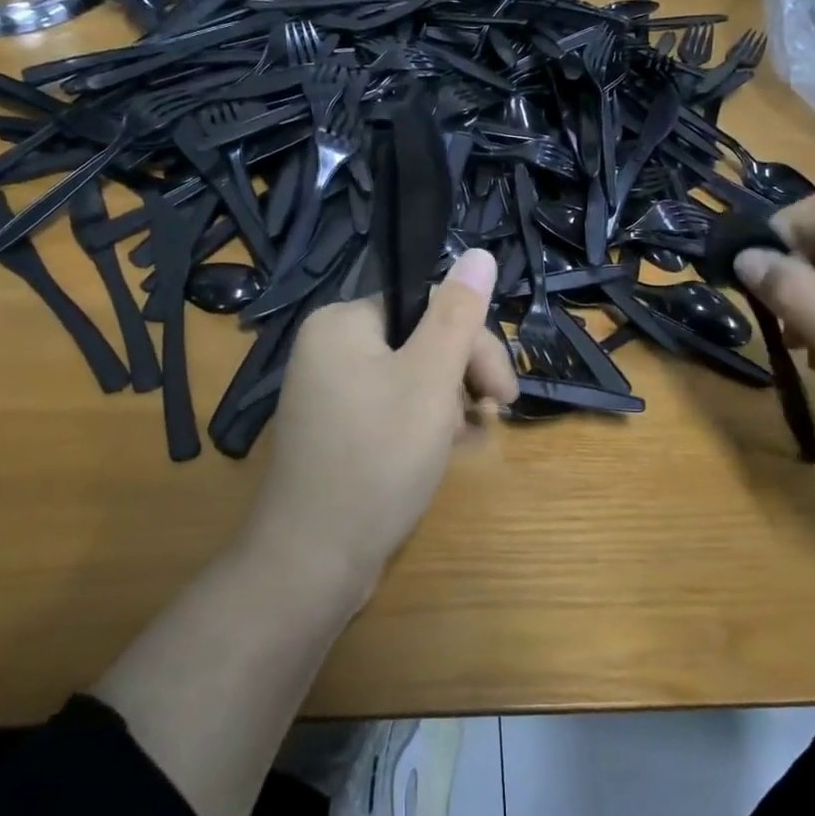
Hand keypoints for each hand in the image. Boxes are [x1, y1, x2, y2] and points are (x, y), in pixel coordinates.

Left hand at [246, 248, 517, 604]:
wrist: (312, 562)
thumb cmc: (377, 460)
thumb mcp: (430, 380)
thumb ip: (458, 315)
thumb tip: (480, 253)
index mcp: (343, 323)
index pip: (428, 306)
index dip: (473, 343)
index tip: (502, 391)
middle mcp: (330, 348)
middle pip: (420, 340)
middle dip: (463, 376)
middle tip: (494, 417)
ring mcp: (331, 392)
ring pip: (412, 377)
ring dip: (449, 403)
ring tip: (464, 442)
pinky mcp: (337, 431)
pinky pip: (393, 408)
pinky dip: (425, 424)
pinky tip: (448, 452)